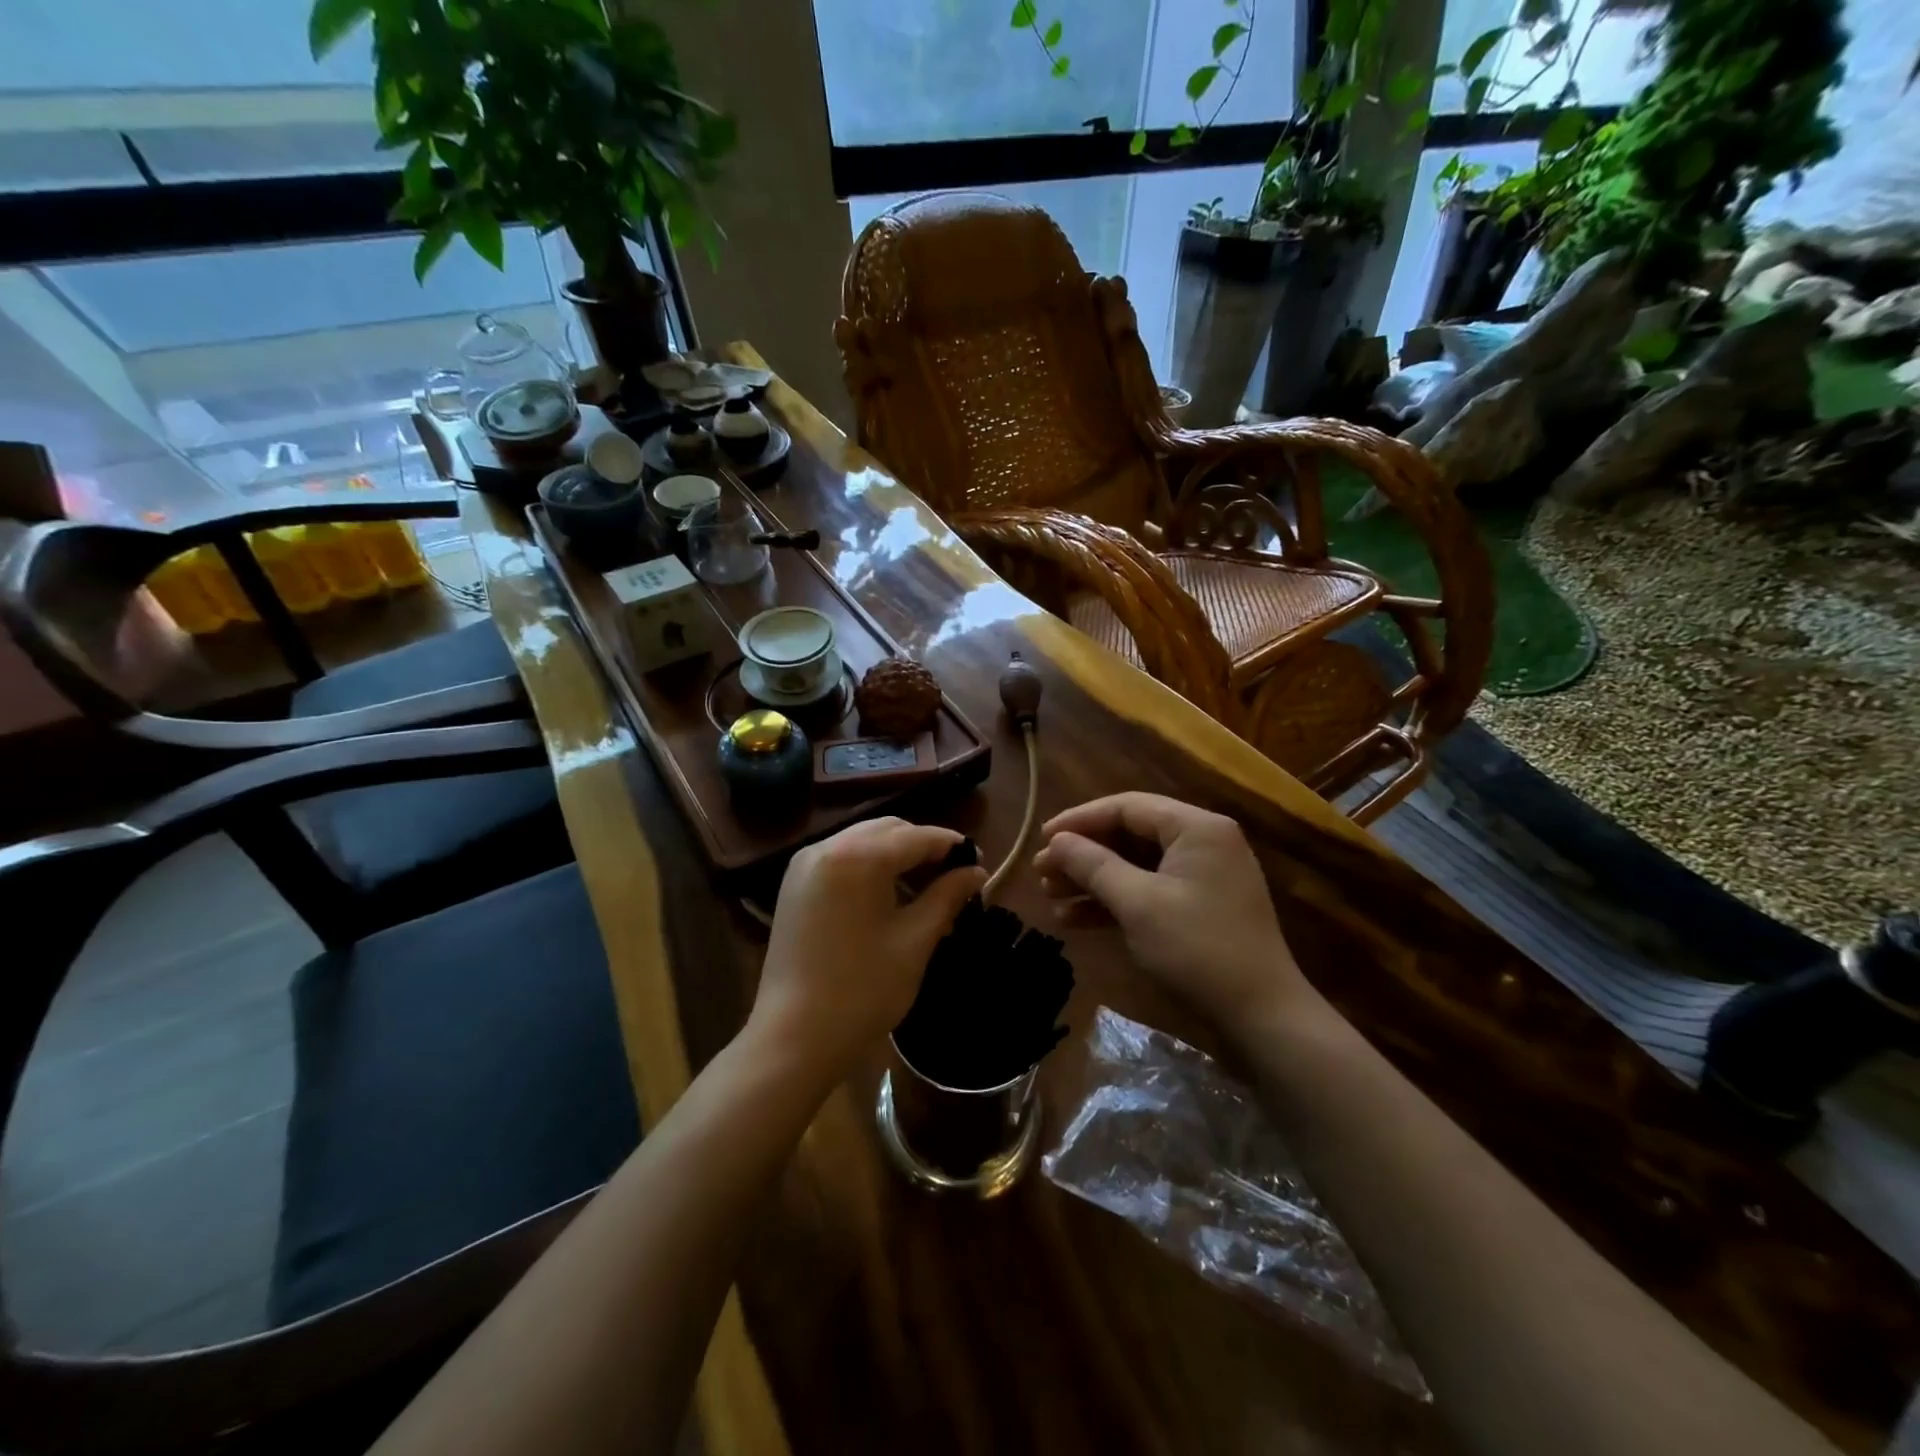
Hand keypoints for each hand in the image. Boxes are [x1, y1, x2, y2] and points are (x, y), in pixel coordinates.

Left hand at [751, 817, 984, 1086]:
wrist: (794, 1037)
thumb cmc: (863, 989)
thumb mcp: (915, 940)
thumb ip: (947, 896)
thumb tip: (977, 872)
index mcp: (859, 856)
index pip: (917, 836)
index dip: (952, 846)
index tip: (978, 862)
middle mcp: (828, 846)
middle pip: (888, 830)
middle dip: (923, 847)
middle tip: (953, 877)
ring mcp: (805, 864)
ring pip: (863, 840)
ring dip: (896, 855)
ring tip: (924, 889)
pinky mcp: (794, 885)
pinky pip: (841, 858)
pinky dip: (869, 866)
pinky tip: (887, 896)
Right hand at [1032, 792, 1313, 1028]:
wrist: (1261, 1018)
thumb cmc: (1198, 950)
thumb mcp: (1139, 904)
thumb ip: (1094, 865)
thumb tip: (1057, 841)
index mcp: (1196, 828)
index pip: (1127, 807)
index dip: (1080, 820)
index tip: (1042, 838)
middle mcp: (1202, 842)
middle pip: (1129, 835)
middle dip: (1083, 854)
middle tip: (1042, 872)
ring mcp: (1202, 877)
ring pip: (1134, 866)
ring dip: (1092, 880)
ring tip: (1050, 897)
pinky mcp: (1198, 907)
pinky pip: (1147, 891)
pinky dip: (1113, 902)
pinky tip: (1075, 920)